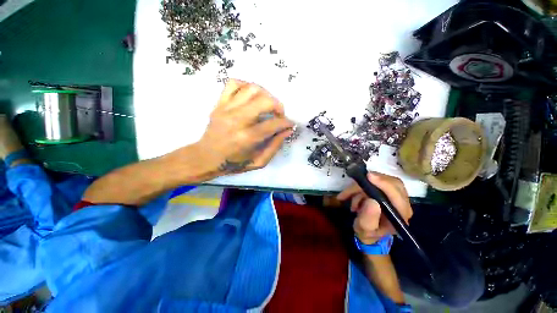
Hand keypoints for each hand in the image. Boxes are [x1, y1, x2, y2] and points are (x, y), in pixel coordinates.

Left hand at [197, 79, 293, 173]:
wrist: (206, 157)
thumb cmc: (234, 163)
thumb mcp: (259, 161)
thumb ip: (275, 146)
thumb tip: (287, 130)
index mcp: (248, 137)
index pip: (274, 123)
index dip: (286, 123)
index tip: (290, 124)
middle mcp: (238, 119)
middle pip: (265, 101)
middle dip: (278, 106)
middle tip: (279, 115)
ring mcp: (226, 109)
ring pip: (251, 88)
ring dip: (265, 94)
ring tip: (267, 104)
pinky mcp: (219, 104)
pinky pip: (233, 83)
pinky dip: (246, 85)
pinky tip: (251, 96)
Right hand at [337, 172, 412, 244]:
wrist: (369, 233)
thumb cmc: (368, 233)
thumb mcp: (364, 229)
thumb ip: (368, 218)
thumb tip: (371, 201)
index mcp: (400, 215)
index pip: (398, 195)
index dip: (384, 184)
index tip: (369, 176)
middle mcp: (402, 204)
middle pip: (393, 183)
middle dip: (371, 182)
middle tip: (355, 182)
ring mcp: (396, 196)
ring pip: (383, 181)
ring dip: (362, 186)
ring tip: (350, 197)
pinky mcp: (387, 191)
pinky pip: (375, 182)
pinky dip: (361, 186)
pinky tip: (352, 195)